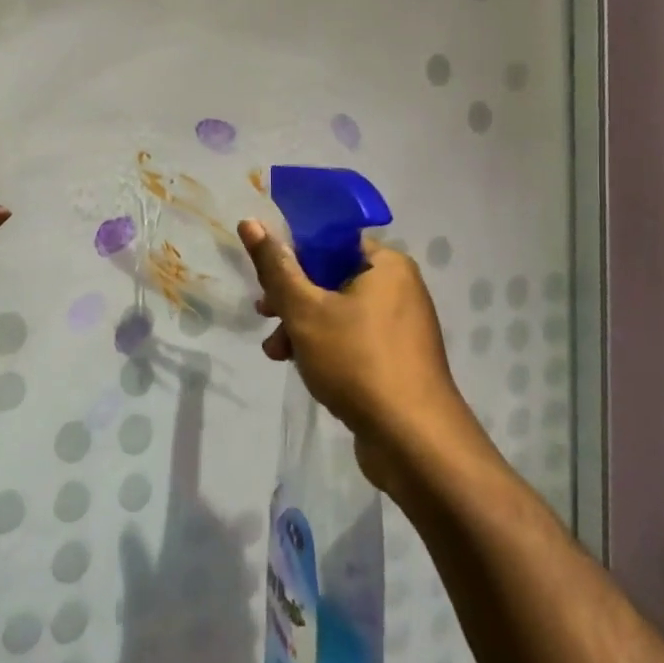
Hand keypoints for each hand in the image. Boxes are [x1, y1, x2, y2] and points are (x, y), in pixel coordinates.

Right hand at [237, 220, 479, 487]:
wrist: (413, 440)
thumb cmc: (356, 361)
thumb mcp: (305, 310)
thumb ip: (276, 267)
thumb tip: (250, 222)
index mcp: (386, 265)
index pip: (331, 240)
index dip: (293, 253)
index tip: (266, 276)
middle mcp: (399, 288)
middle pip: (331, 277)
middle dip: (292, 298)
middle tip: (264, 315)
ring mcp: (401, 326)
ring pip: (338, 312)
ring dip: (301, 327)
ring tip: (276, 352)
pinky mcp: (397, 359)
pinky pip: (353, 339)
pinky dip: (325, 347)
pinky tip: (303, 368)